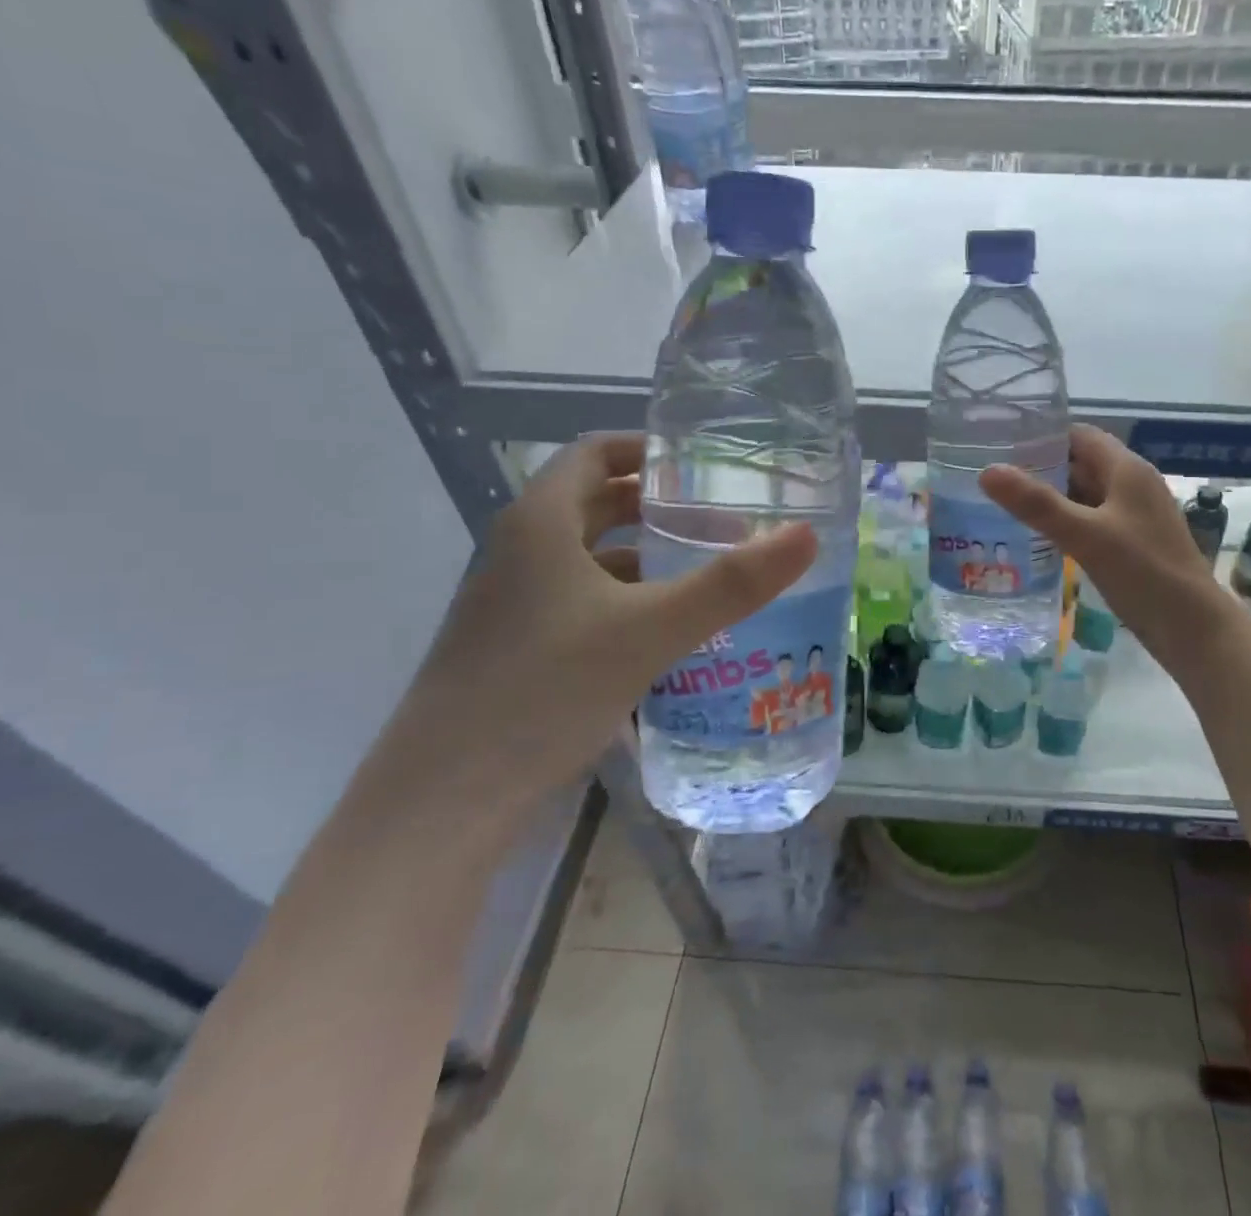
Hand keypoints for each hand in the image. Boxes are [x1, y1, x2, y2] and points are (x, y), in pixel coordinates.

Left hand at [371, 435, 815, 841]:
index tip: (703, 465)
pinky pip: (582, 602)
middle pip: (597, 504)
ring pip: (591, 559)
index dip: (648, 449)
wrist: (444, 800)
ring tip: (707, 576)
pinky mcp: (515, 647)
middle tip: (724, 521)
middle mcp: (520, 551)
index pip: (595, 453)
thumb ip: (732, 584)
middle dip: (660, 507)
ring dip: (647, 558)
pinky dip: (626, 601)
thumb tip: (806, 535)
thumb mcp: (651, 630)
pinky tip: (666, 635)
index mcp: (540, 522)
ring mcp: (512, 602)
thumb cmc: (545, 689)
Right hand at [981, 426, 1233, 680]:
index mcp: (1127, 469)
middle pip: (1080, 464)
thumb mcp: (1085, 535)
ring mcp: (1134, 516)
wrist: (1193, 629)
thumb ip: (1037, 504)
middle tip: (993, 479)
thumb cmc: (1143, 573)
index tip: (1000, 446)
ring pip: (1085, 495)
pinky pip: (1091, 522)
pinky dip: (1065, 524)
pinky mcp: (1132, 543)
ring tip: (1003, 507)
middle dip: (1039, 469)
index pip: (1078, 435)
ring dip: (1051, 499)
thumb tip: (987, 471)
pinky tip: (1036, 539)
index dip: (1042, 437)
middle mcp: (1132, 485)